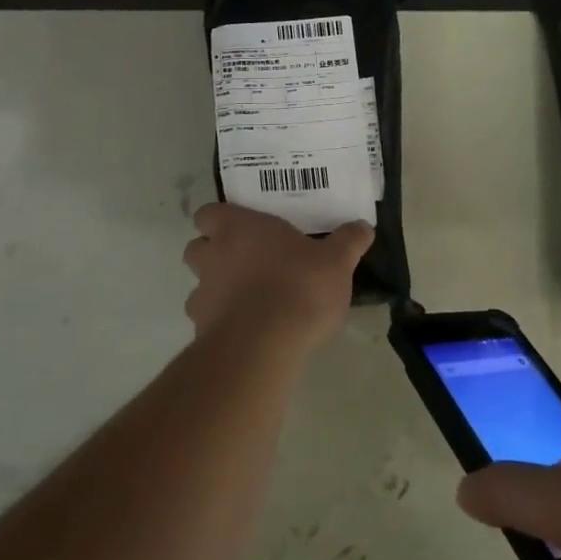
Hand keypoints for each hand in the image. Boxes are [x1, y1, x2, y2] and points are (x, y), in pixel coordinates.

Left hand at [181, 202, 372, 352]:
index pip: (209, 213)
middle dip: (214, 252)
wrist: (263, 347)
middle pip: (196, 247)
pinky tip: (249, 330)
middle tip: (246, 260)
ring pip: (199, 285)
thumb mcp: (337, 260)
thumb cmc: (299, 286)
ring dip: (216, 289)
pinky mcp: (202, 332)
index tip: (243, 227)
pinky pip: (208, 321)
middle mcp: (212, 256)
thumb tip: (364, 226)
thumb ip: (349, 241)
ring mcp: (202, 295)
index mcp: (238, 228)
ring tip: (248, 299)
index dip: (221, 219)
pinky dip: (222, 322)